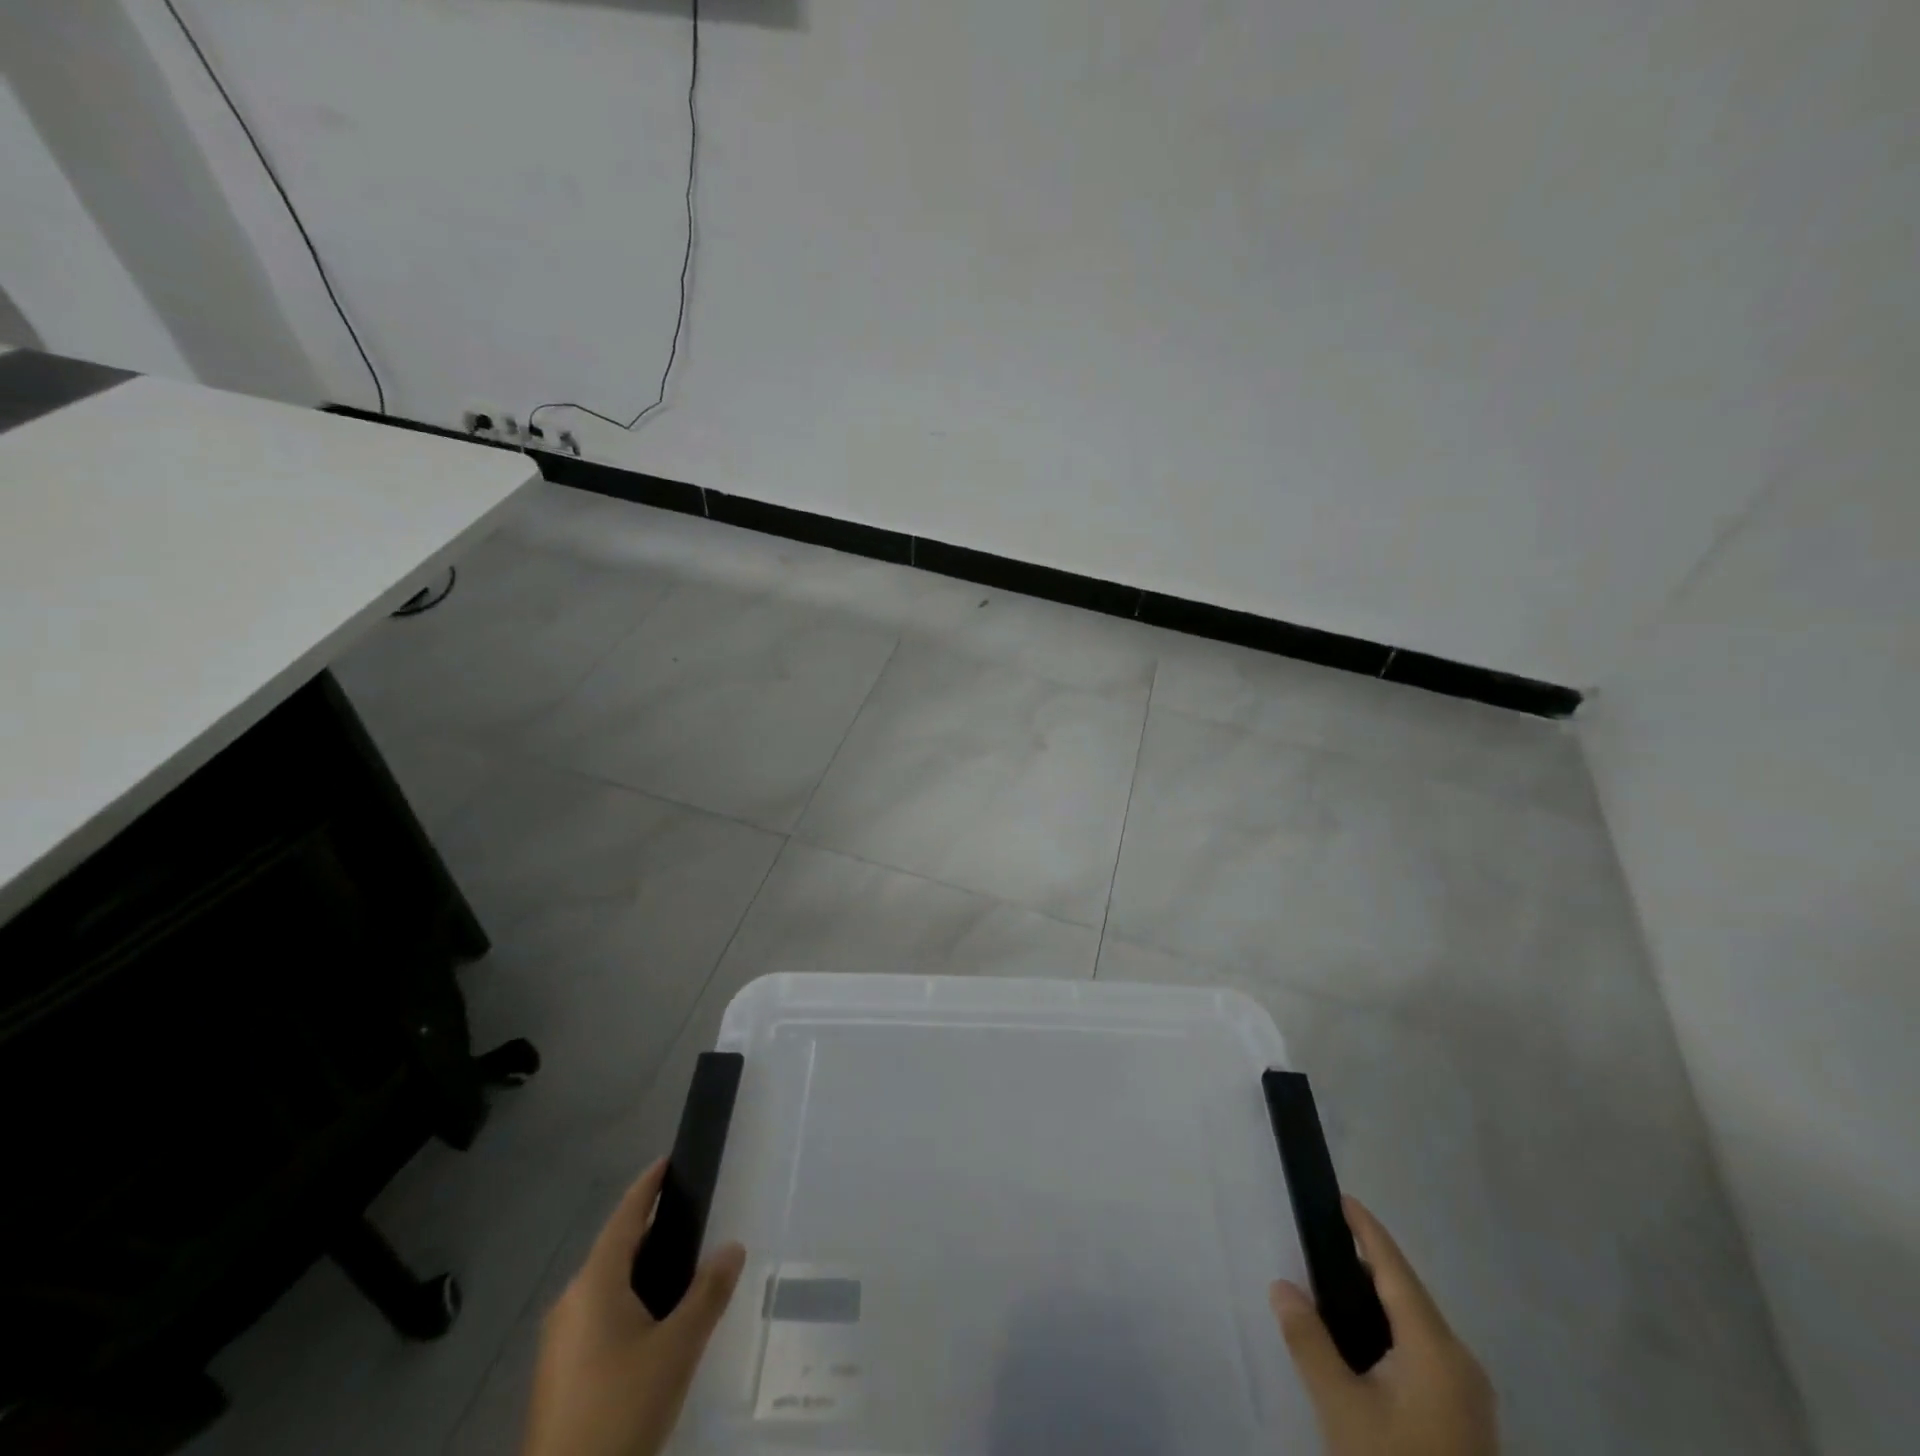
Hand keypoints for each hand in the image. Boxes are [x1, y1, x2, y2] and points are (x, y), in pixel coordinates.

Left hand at [523, 1159, 746, 1455]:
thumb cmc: (622, 1408)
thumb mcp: (677, 1348)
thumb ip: (708, 1293)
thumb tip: (733, 1246)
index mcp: (594, 1284)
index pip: (624, 1218)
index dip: (646, 1187)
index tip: (666, 1162)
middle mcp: (570, 1302)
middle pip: (615, 1250)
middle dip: (650, 1231)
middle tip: (690, 1221)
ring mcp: (559, 1342)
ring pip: (606, 1288)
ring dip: (640, 1272)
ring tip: (681, 1273)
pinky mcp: (559, 1375)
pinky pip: (598, 1317)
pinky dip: (627, 1304)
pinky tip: (653, 1327)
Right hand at [1272, 1198, 1496, 1455]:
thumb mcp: (1341, 1408)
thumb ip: (1309, 1342)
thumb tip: (1282, 1287)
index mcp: (1436, 1348)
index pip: (1395, 1270)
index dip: (1367, 1230)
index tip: (1342, 1197)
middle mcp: (1461, 1362)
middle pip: (1409, 1294)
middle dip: (1367, 1263)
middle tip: (1322, 1240)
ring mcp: (1469, 1393)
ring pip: (1417, 1325)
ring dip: (1378, 1299)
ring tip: (1333, 1283)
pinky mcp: (1465, 1418)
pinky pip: (1424, 1351)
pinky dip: (1391, 1330)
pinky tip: (1362, 1339)